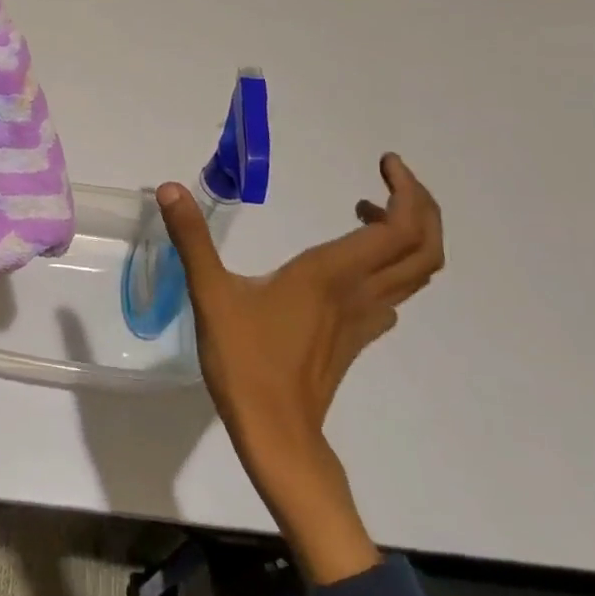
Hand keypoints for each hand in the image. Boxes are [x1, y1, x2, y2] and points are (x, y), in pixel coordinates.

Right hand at [157, 154, 442, 581]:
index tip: (385, 162)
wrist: (276, 433)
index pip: (400, 227)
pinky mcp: (355, 340)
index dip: (406, 190)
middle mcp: (359, 292)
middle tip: (388, 181)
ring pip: (414, 273)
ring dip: (406, 236)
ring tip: (366, 212)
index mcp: (332, 273)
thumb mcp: (211, 293)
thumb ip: (193, 239)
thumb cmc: (246, 361)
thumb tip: (170, 189)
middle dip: (420, 207)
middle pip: (424, 248)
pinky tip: (350, 269)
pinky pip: (391, 296)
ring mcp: (362, 319)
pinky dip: (387, 268)